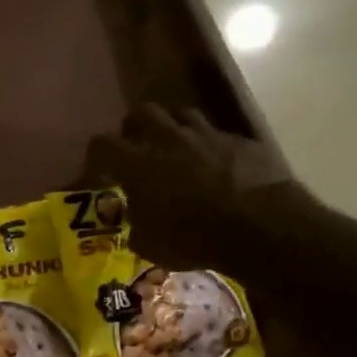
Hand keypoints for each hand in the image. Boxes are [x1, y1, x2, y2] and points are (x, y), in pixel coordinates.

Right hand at [85, 104, 306, 264]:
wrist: (260, 226)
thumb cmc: (193, 239)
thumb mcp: (149, 244)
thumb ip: (135, 223)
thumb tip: (136, 217)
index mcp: (138, 164)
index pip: (102, 145)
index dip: (96, 156)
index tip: (98, 170)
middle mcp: (169, 139)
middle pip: (142, 113)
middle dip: (133, 128)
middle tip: (135, 149)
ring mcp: (207, 135)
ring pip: (181, 114)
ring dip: (172, 128)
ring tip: (173, 150)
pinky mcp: (239, 140)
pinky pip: (216, 134)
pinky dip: (207, 145)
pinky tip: (212, 166)